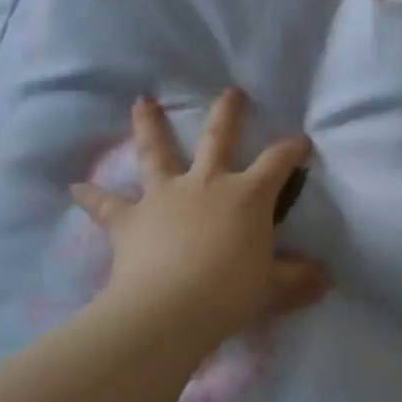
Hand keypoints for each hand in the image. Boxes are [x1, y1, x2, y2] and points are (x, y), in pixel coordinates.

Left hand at [72, 90, 328, 343]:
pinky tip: (74, 187)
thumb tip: (326, 278)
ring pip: (157, 152)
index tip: (301, 140)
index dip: (291, 149)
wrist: (168, 309)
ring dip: (150, 126)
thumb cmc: (229, 293)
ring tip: (141, 102)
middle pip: (219, 138)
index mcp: (246, 196)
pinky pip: (106, 205)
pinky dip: (91, 196)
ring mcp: (165, 196)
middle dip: (228, 113)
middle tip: (231, 92)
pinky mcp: (130, 219)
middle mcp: (206, 183)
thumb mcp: (272, 289)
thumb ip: (298, 280)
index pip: (277, 163)